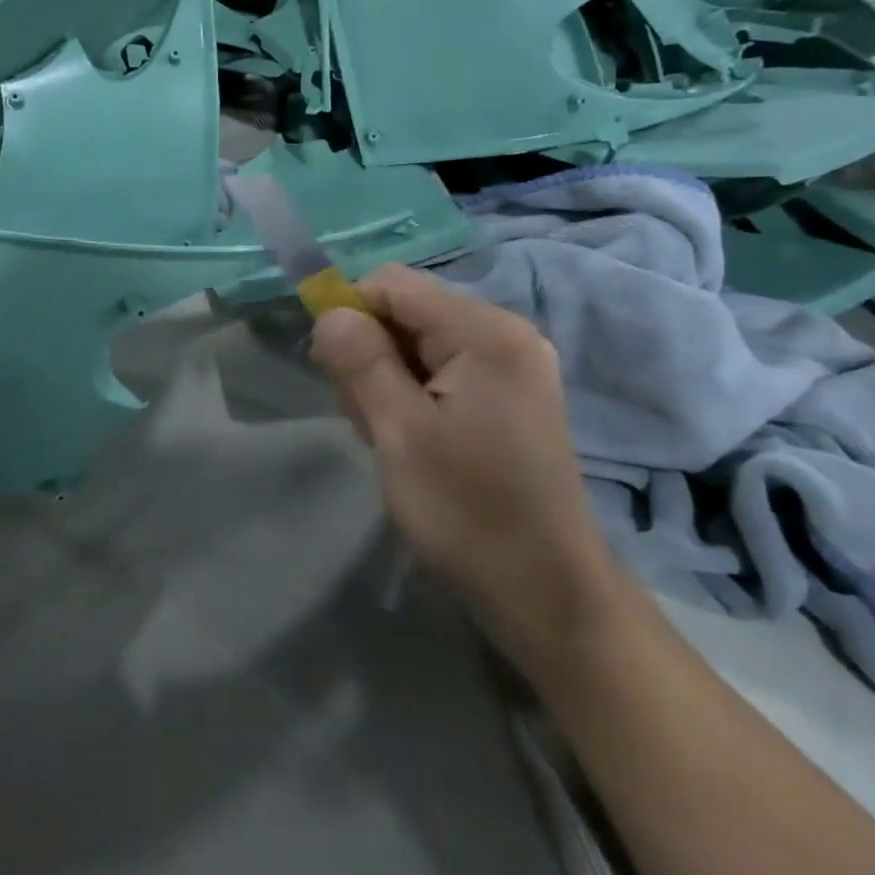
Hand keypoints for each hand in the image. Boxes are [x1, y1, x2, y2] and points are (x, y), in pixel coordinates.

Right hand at [310, 265, 620, 665]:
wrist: (545, 589)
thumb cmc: (467, 508)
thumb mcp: (398, 432)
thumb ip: (360, 360)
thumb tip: (329, 311)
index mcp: (484, 332)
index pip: (393, 284)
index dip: (350, 314)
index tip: (331, 369)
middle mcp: (506, 334)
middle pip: (408, 312)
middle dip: (371, 354)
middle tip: (366, 418)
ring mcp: (514, 365)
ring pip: (422, 343)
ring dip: (390, 379)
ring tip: (391, 438)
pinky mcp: (512, 396)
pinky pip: (446, 370)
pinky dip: (417, 395)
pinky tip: (416, 441)